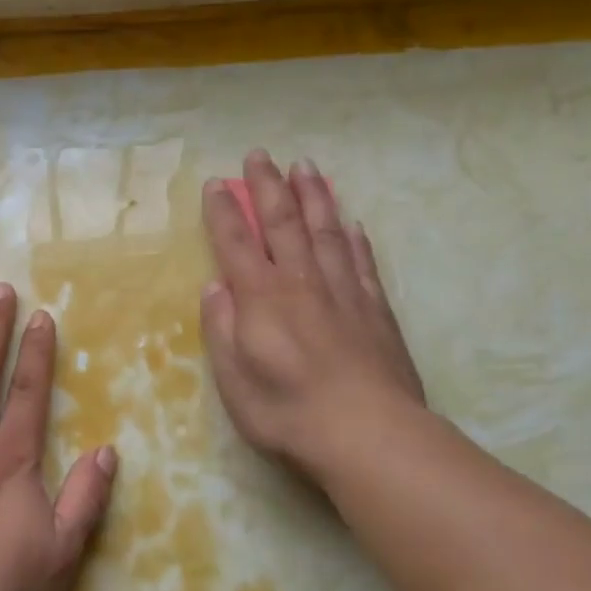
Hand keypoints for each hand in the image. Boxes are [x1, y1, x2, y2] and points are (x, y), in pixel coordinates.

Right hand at [200, 151, 427, 484]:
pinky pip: (362, 262)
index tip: (216, 183)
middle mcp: (300, 283)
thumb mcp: (233, 379)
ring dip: (313, 196)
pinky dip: (355, 238)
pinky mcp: (375, 309)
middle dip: (268, 187)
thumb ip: (222, 328)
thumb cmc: (287, 412)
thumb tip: (215, 286)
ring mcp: (343, 292)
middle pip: (282, 223)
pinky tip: (352, 222)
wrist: (369, 435)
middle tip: (259, 155)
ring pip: (326, 231)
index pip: (236, 243)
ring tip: (306, 166)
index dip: (224, 212)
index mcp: (261, 299)